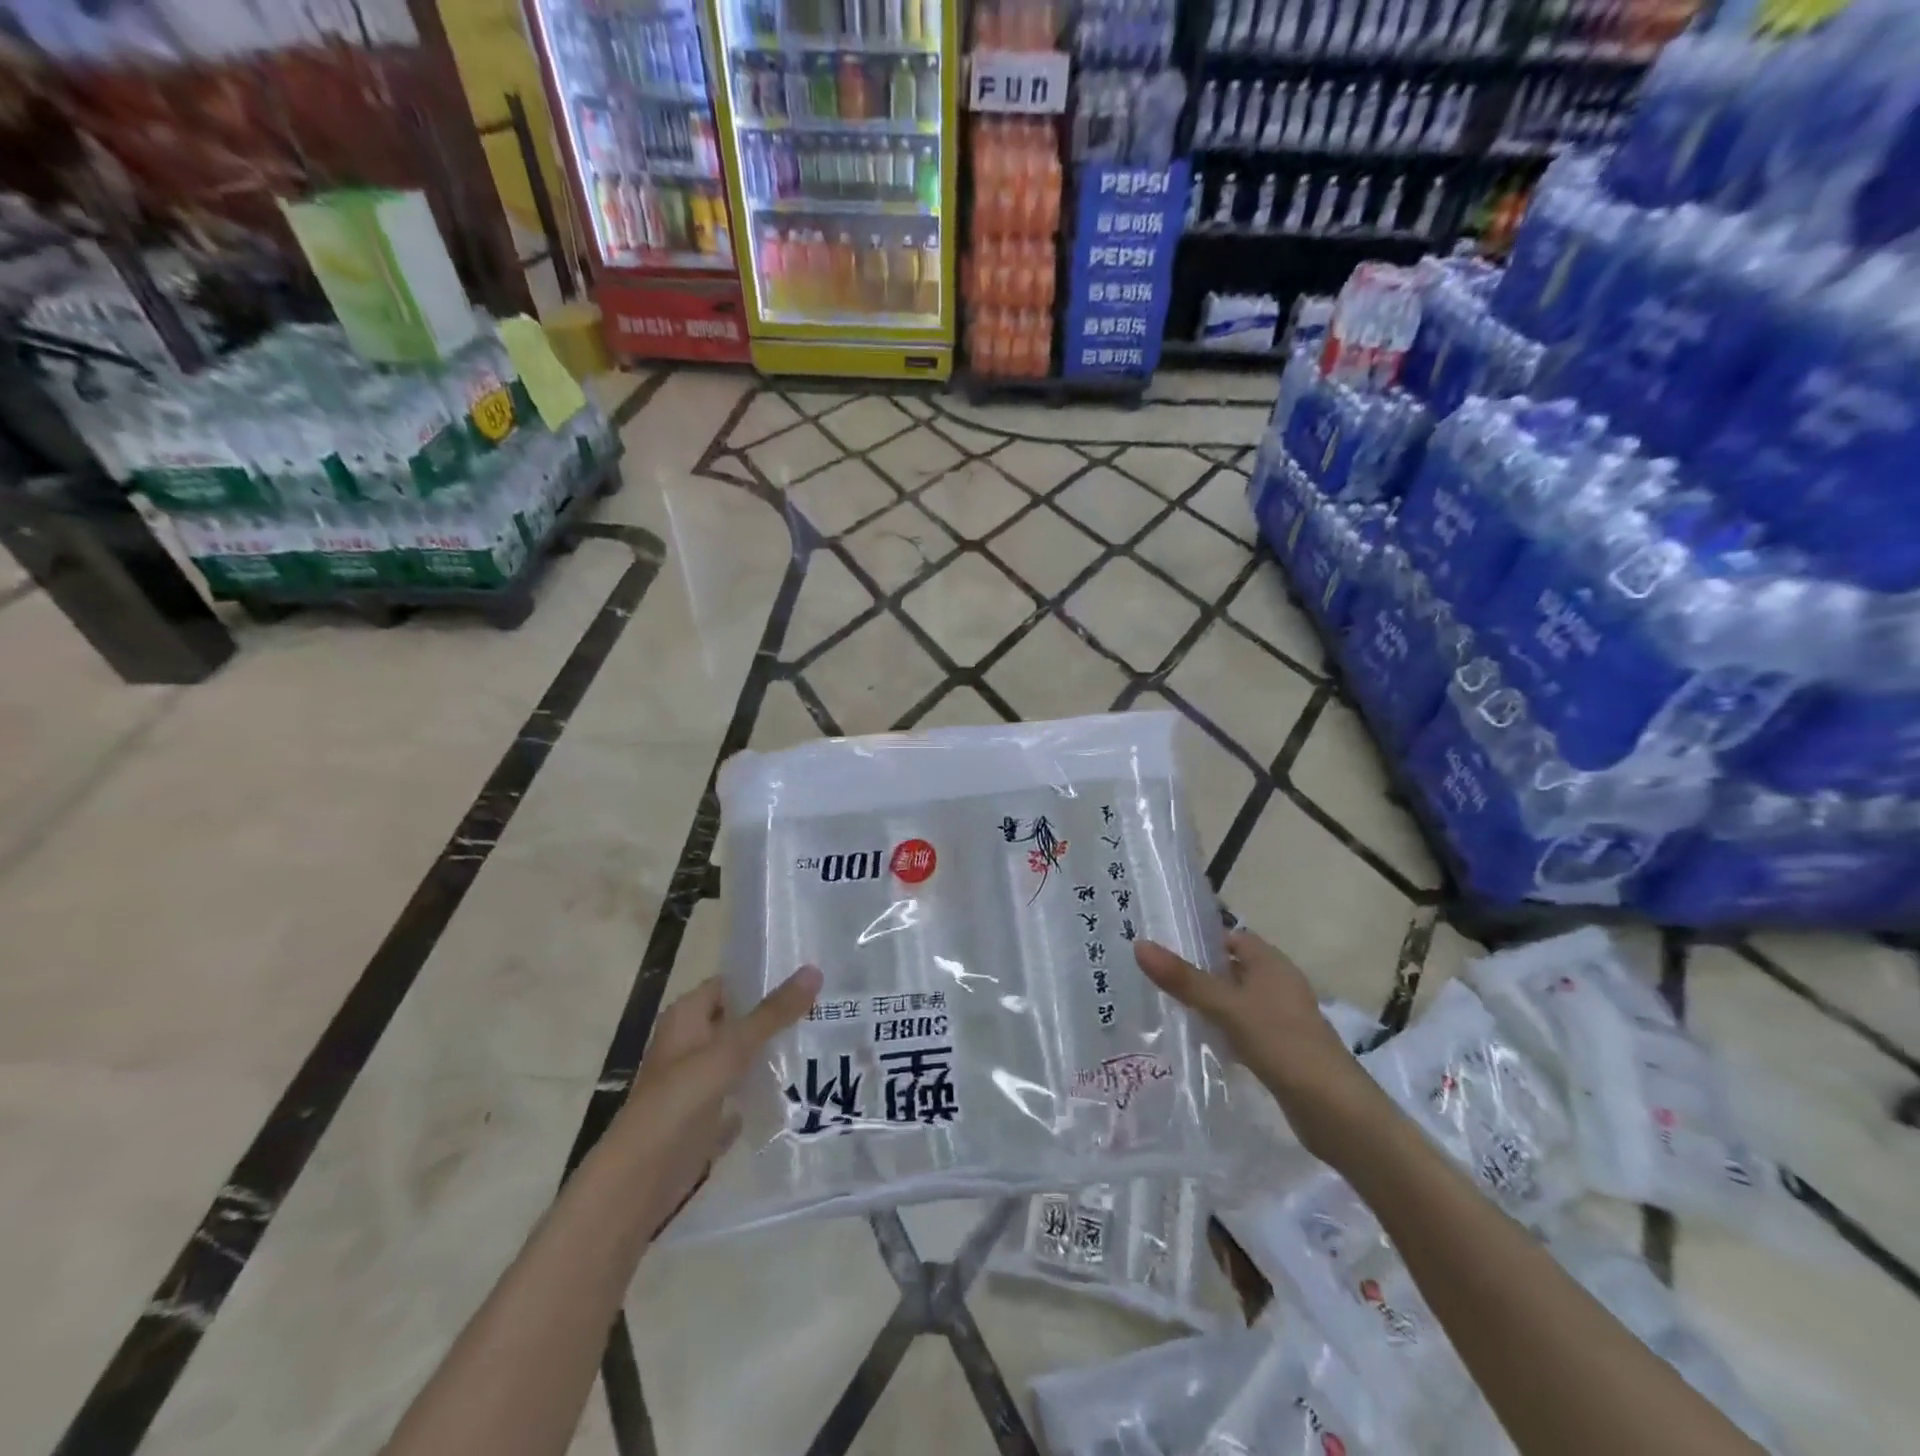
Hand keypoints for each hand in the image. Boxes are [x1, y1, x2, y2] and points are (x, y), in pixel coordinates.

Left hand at [610, 966, 821, 1226]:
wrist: (642, 1179)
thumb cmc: (680, 1099)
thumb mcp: (731, 1048)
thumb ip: (773, 1013)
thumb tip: (814, 970)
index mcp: (686, 1016)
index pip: (730, 985)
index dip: (765, 978)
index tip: (808, 977)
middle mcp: (689, 1043)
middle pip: (738, 1020)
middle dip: (776, 1016)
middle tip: (824, 1007)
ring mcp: (697, 1081)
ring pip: (742, 1056)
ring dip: (773, 1051)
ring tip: (821, 1041)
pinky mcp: (706, 1116)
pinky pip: (742, 1092)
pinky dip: (765, 1089)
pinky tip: (800, 1085)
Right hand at [1135, 930, 1384, 1160]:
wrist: (1335, 1111)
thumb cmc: (1282, 1044)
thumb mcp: (1227, 1007)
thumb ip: (1184, 979)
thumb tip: (1140, 945)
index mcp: (1271, 963)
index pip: (1231, 937)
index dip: (1199, 938)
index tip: (1161, 944)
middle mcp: (1278, 984)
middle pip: (1231, 968)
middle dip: (1198, 971)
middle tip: (1153, 975)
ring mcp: (1281, 1018)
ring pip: (1235, 999)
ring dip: (1208, 1002)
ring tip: (1165, 1005)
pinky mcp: (1280, 1048)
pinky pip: (1242, 1028)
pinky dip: (1222, 1029)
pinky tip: (1199, 1041)